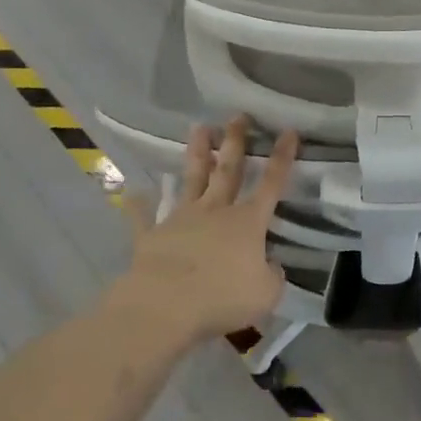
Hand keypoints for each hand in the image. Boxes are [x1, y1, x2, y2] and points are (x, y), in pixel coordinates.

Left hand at [111, 116, 296, 347]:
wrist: (165, 305)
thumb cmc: (223, 297)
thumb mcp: (265, 294)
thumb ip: (272, 276)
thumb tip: (270, 266)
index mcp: (248, 222)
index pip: (272, 183)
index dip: (283, 157)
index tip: (288, 131)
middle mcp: (216, 211)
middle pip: (228, 170)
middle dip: (236, 141)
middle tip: (238, 116)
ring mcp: (182, 219)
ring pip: (192, 179)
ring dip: (197, 153)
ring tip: (199, 127)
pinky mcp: (152, 235)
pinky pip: (143, 218)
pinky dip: (138, 206)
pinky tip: (133, 193)